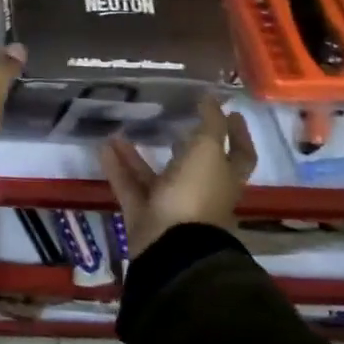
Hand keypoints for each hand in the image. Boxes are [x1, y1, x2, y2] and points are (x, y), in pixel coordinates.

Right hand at [101, 97, 256, 251]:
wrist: (171, 246)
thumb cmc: (196, 193)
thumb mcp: (207, 151)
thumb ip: (210, 123)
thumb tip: (212, 97)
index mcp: (224, 178)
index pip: (240, 154)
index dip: (239, 134)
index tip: (233, 112)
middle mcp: (200, 191)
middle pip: (195, 164)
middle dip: (184, 142)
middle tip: (171, 117)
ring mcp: (171, 205)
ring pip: (154, 174)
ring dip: (137, 154)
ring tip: (120, 128)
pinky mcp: (144, 214)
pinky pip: (129, 185)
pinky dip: (117, 167)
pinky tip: (103, 147)